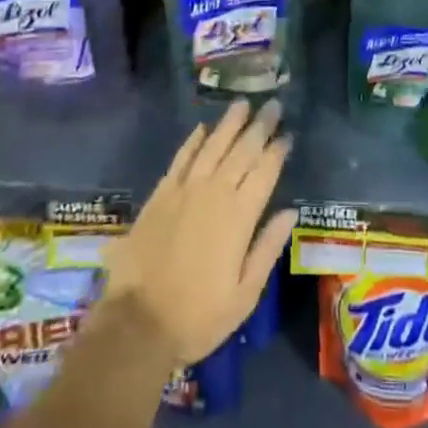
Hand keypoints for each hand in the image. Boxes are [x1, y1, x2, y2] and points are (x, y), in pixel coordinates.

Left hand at [103, 99, 297, 365]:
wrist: (138, 324)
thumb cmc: (198, 316)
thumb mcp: (244, 295)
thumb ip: (267, 248)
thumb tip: (290, 212)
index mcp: (239, 217)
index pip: (264, 173)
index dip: (277, 151)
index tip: (287, 134)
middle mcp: (214, 194)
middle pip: (241, 152)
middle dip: (259, 127)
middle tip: (272, 104)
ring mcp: (184, 191)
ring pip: (212, 147)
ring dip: (229, 124)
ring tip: (242, 103)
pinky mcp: (160, 196)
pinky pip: (180, 159)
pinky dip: (193, 141)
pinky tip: (202, 128)